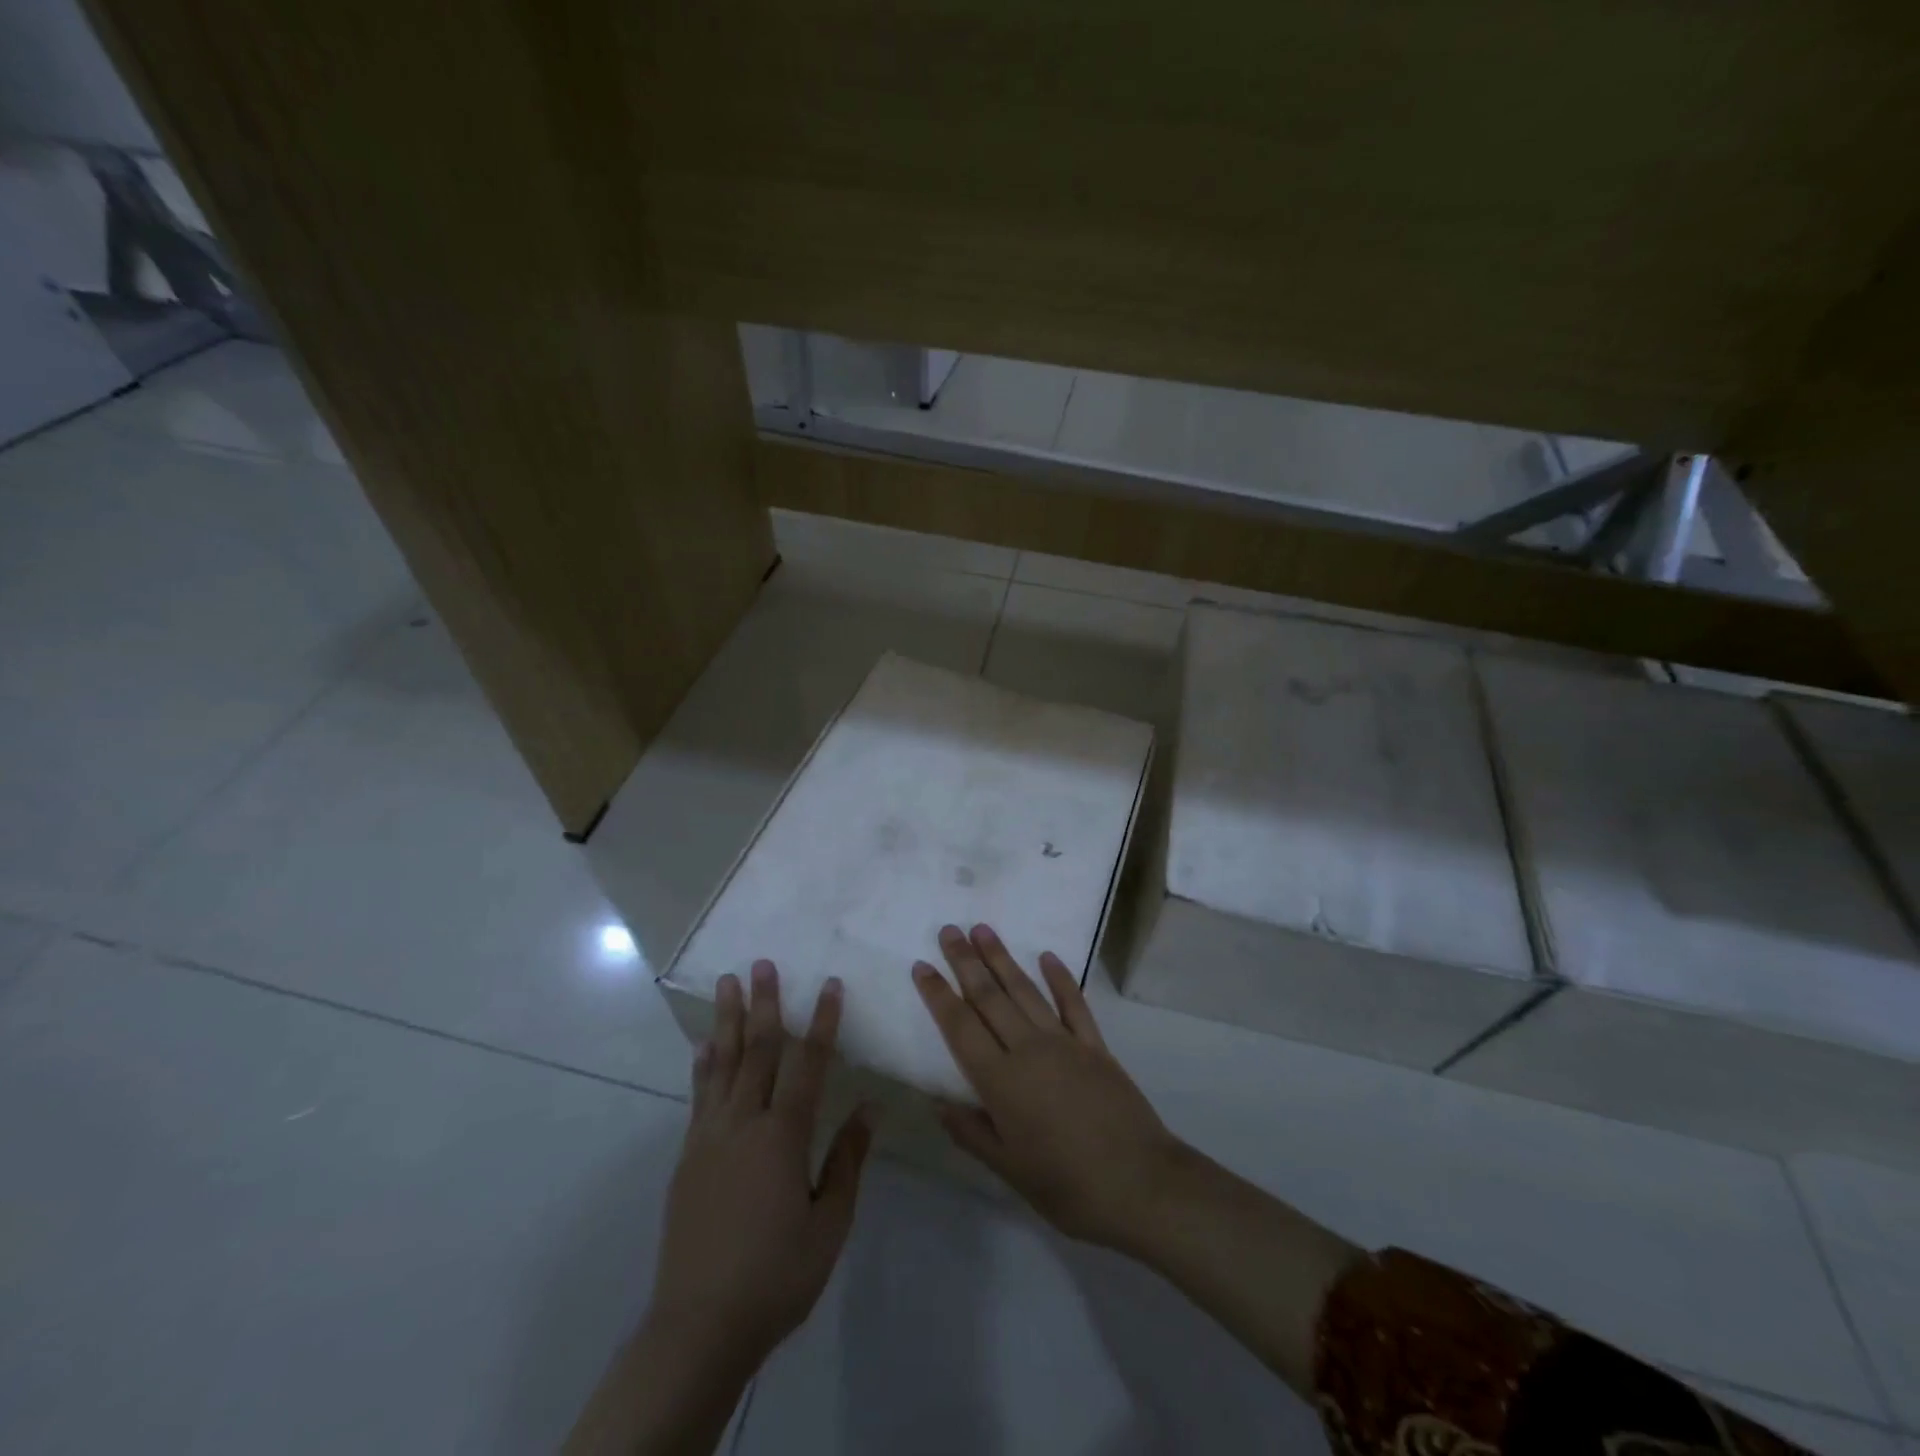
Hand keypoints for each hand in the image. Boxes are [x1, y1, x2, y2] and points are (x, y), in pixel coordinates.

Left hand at [646, 961, 871, 1377]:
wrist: (698, 1326)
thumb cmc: (776, 1276)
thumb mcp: (828, 1225)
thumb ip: (847, 1161)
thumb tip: (869, 1108)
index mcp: (783, 1137)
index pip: (808, 1065)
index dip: (822, 1022)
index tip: (830, 985)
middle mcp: (743, 1124)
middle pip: (758, 1051)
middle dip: (765, 1004)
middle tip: (762, 963)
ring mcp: (709, 1138)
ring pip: (722, 1064)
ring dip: (728, 1020)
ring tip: (728, 984)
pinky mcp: (688, 1156)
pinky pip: (699, 1096)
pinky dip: (704, 1064)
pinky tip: (705, 1045)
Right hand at [912, 924, 1185, 1253]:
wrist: (1141, 1185)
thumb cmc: (1067, 1187)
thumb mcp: (1009, 1170)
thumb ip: (972, 1133)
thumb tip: (936, 1103)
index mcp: (1001, 1081)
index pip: (960, 1027)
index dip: (938, 995)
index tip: (922, 965)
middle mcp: (1029, 1050)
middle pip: (989, 997)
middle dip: (965, 962)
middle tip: (948, 931)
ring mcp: (1065, 1043)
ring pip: (1026, 991)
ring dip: (1002, 959)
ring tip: (983, 929)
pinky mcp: (1096, 1046)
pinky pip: (1074, 1004)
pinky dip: (1060, 979)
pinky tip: (1047, 957)